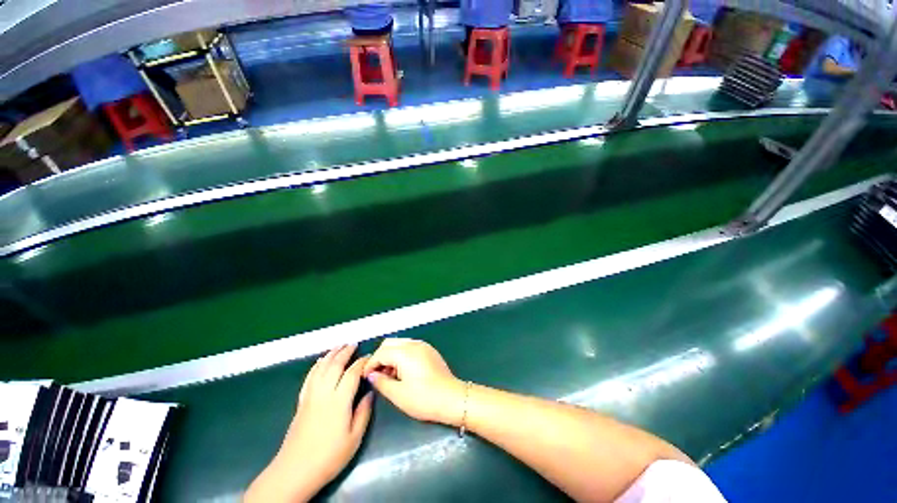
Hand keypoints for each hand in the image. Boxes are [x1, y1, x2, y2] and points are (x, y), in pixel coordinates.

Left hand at [245, 344, 372, 502]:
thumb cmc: (328, 457)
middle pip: (334, 366)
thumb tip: (370, 393)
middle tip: (353, 344)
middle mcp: (324, 394)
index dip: (362, 363)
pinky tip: (320, 361)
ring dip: (330, 355)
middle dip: (345, 352)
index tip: (369, 357)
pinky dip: (316, 366)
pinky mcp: (301, 402)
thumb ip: (364, 412)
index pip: (352, 374)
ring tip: (339, 346)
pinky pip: (309, 378)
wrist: (294, 472)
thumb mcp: (354, 438)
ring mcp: (310, 397)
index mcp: (339, 401)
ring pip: (321, 368)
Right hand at [363, 338, 465, 425]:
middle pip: (390, 343)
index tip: (365, 376)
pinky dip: (401, 355)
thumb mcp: (398, 394)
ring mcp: (423, 345)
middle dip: (380, 357)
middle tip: (376, 374)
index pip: (381, 352)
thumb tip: (372, 375)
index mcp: (405, 352)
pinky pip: (410, 347)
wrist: (451, 398)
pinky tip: (402, 371)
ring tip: (388, 375)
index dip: (370, 364)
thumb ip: (381, 382)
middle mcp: (414, 344)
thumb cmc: (423, 398)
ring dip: (391, 355)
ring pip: (400, 344)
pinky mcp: (429, 350)